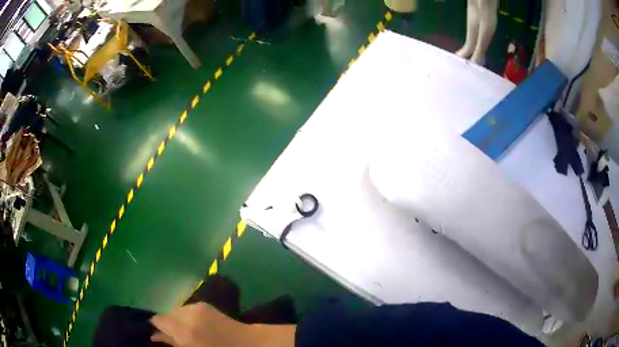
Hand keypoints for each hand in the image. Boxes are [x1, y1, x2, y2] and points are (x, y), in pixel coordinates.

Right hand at [150, 302, 250, 346]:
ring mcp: (196, 306)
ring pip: (176, 310)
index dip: (155, 327)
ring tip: (184, 331)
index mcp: (184, 329)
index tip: (156, 334)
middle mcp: (187, 313)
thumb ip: (171, 342)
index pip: (158, 320)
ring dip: (176, 319)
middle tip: (171, 336)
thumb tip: (154, 335)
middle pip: (166, 314)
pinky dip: (186, 316)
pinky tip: (194, 325)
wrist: (247, 344)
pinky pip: (187, 309)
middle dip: (166, 324)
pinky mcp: (204, 304)